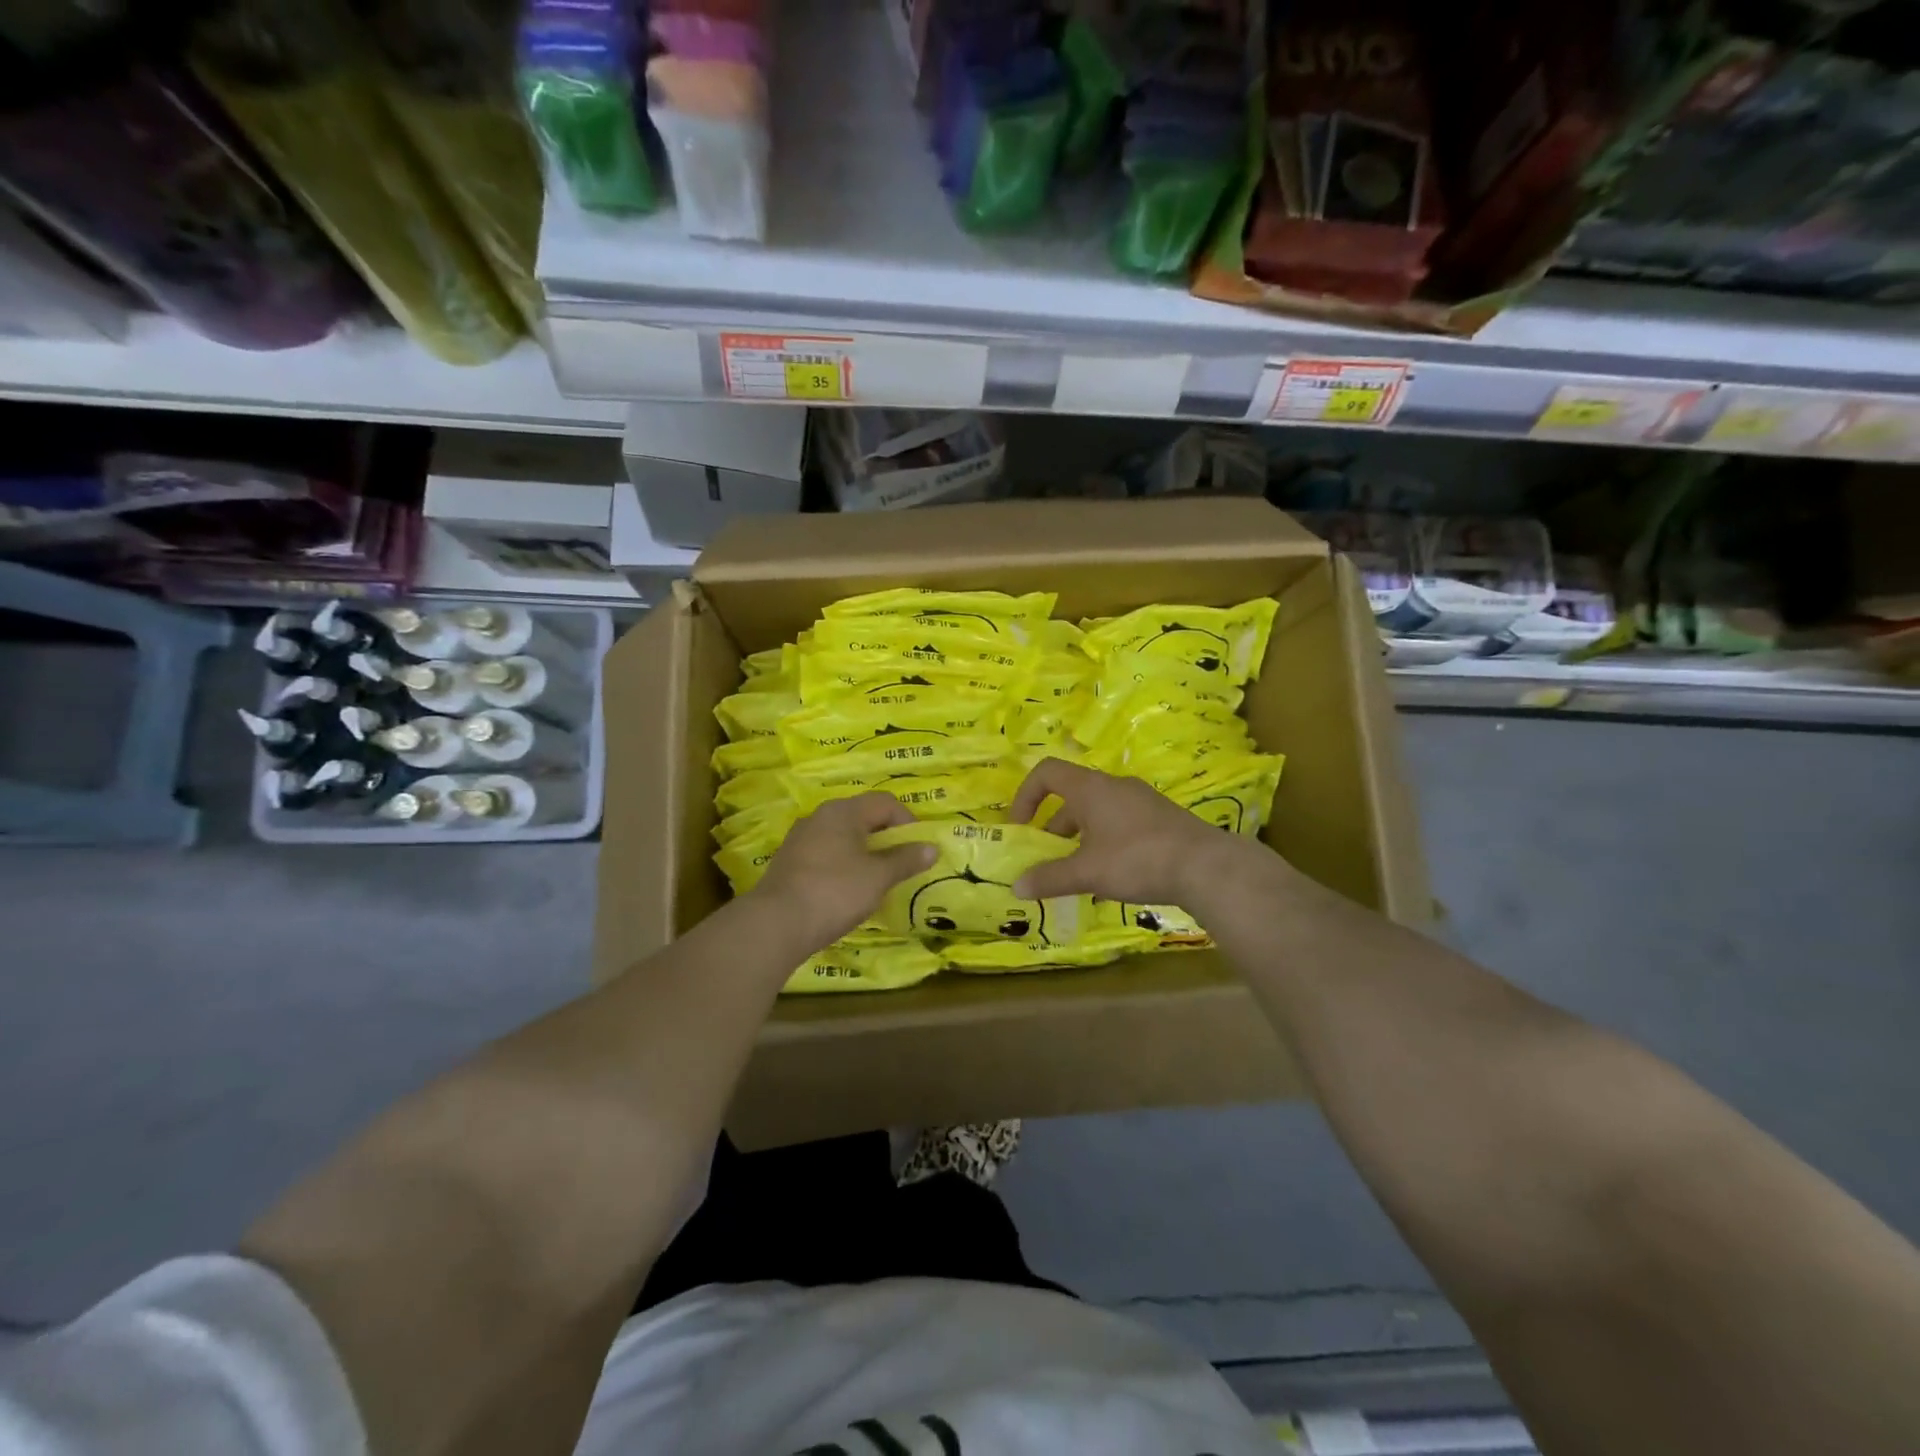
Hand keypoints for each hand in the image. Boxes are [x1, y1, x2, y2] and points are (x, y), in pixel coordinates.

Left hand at [753, 792, 937, 946]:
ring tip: (877, 880)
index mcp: (843, 811)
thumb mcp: (878, 877)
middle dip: (886, 838)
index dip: (907, 822)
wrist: (776, 924)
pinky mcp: (789, 862)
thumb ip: (906, 859)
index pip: (885, 803)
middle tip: (901, 865)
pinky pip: (826, 854)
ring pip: (843, 837)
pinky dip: (843, 866)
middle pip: (863, 817)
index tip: (918, 850)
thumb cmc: (835, 892)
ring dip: (864, 853)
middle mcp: (820, 817)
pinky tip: (848, 891)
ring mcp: (801, 839)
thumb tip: (931, 848)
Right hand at [1007, 757, 1239, 905]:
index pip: (1047, 772)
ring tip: (1077, 873)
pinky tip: (1111, 877)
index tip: (1020, 827)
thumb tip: (1016, 887)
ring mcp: (1141, 801)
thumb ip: (1050, 878)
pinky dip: (1104, 843)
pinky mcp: (1160, 818)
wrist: (1206, 866)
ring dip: (1079, 838)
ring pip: (1097, 813)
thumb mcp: (1087, 872)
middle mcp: (1114, 786)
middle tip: (1046, 859)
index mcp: (1091, 788)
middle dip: (1052, 827)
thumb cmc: (1137, 859)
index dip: (1025, 795)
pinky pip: (1120, 823)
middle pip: (1072, 796)